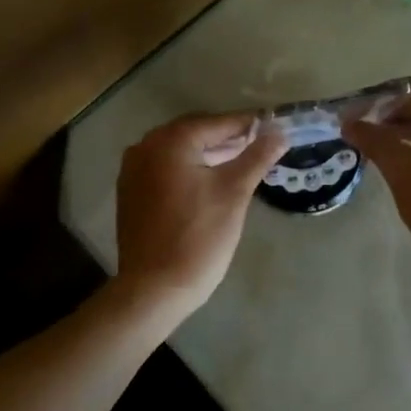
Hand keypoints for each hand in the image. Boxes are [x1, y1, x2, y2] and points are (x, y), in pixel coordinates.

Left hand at [114, 113, 286, 318]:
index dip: (248, 124)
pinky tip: (209, 183)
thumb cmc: (199, 236)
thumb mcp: (234, 193)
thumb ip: (257, 157)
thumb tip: (279, 133)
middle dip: (227, 138)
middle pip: (195, 133)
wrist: (154, 288)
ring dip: (208, 154)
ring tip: (240, 164)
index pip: (217, 122)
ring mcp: (132, 171)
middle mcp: (145, 147)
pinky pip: (165, 170)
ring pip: (179, 152)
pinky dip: (189, 170)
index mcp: (169, 141)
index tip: (274, 127)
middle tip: (260, 146)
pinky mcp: (131, 193)